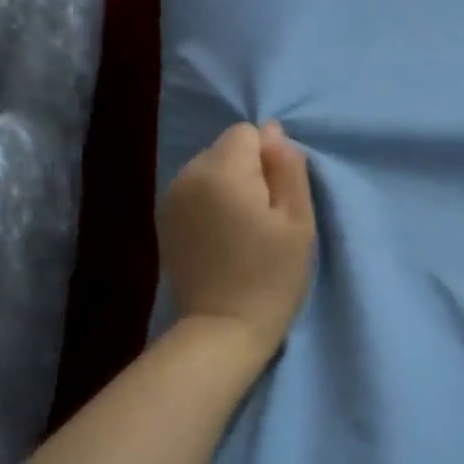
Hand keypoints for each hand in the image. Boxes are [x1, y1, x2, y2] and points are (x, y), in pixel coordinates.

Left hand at [160, 121, 316, 363]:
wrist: (223, 329)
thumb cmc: (271, 276)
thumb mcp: (298, 221)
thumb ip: (288, 169)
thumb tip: (274, 134)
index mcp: (221, 171)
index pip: (249, 133)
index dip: (271, 161)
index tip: (278, 201)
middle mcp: (187, 175)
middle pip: (227, 149)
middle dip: (249, 173)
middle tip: (264, 220)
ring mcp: (170, 198)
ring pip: (211, 170)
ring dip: (230, 189)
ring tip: (244, 231)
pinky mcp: (165, 221)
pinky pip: (196, 193)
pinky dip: (212, 205)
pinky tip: (222, 239)